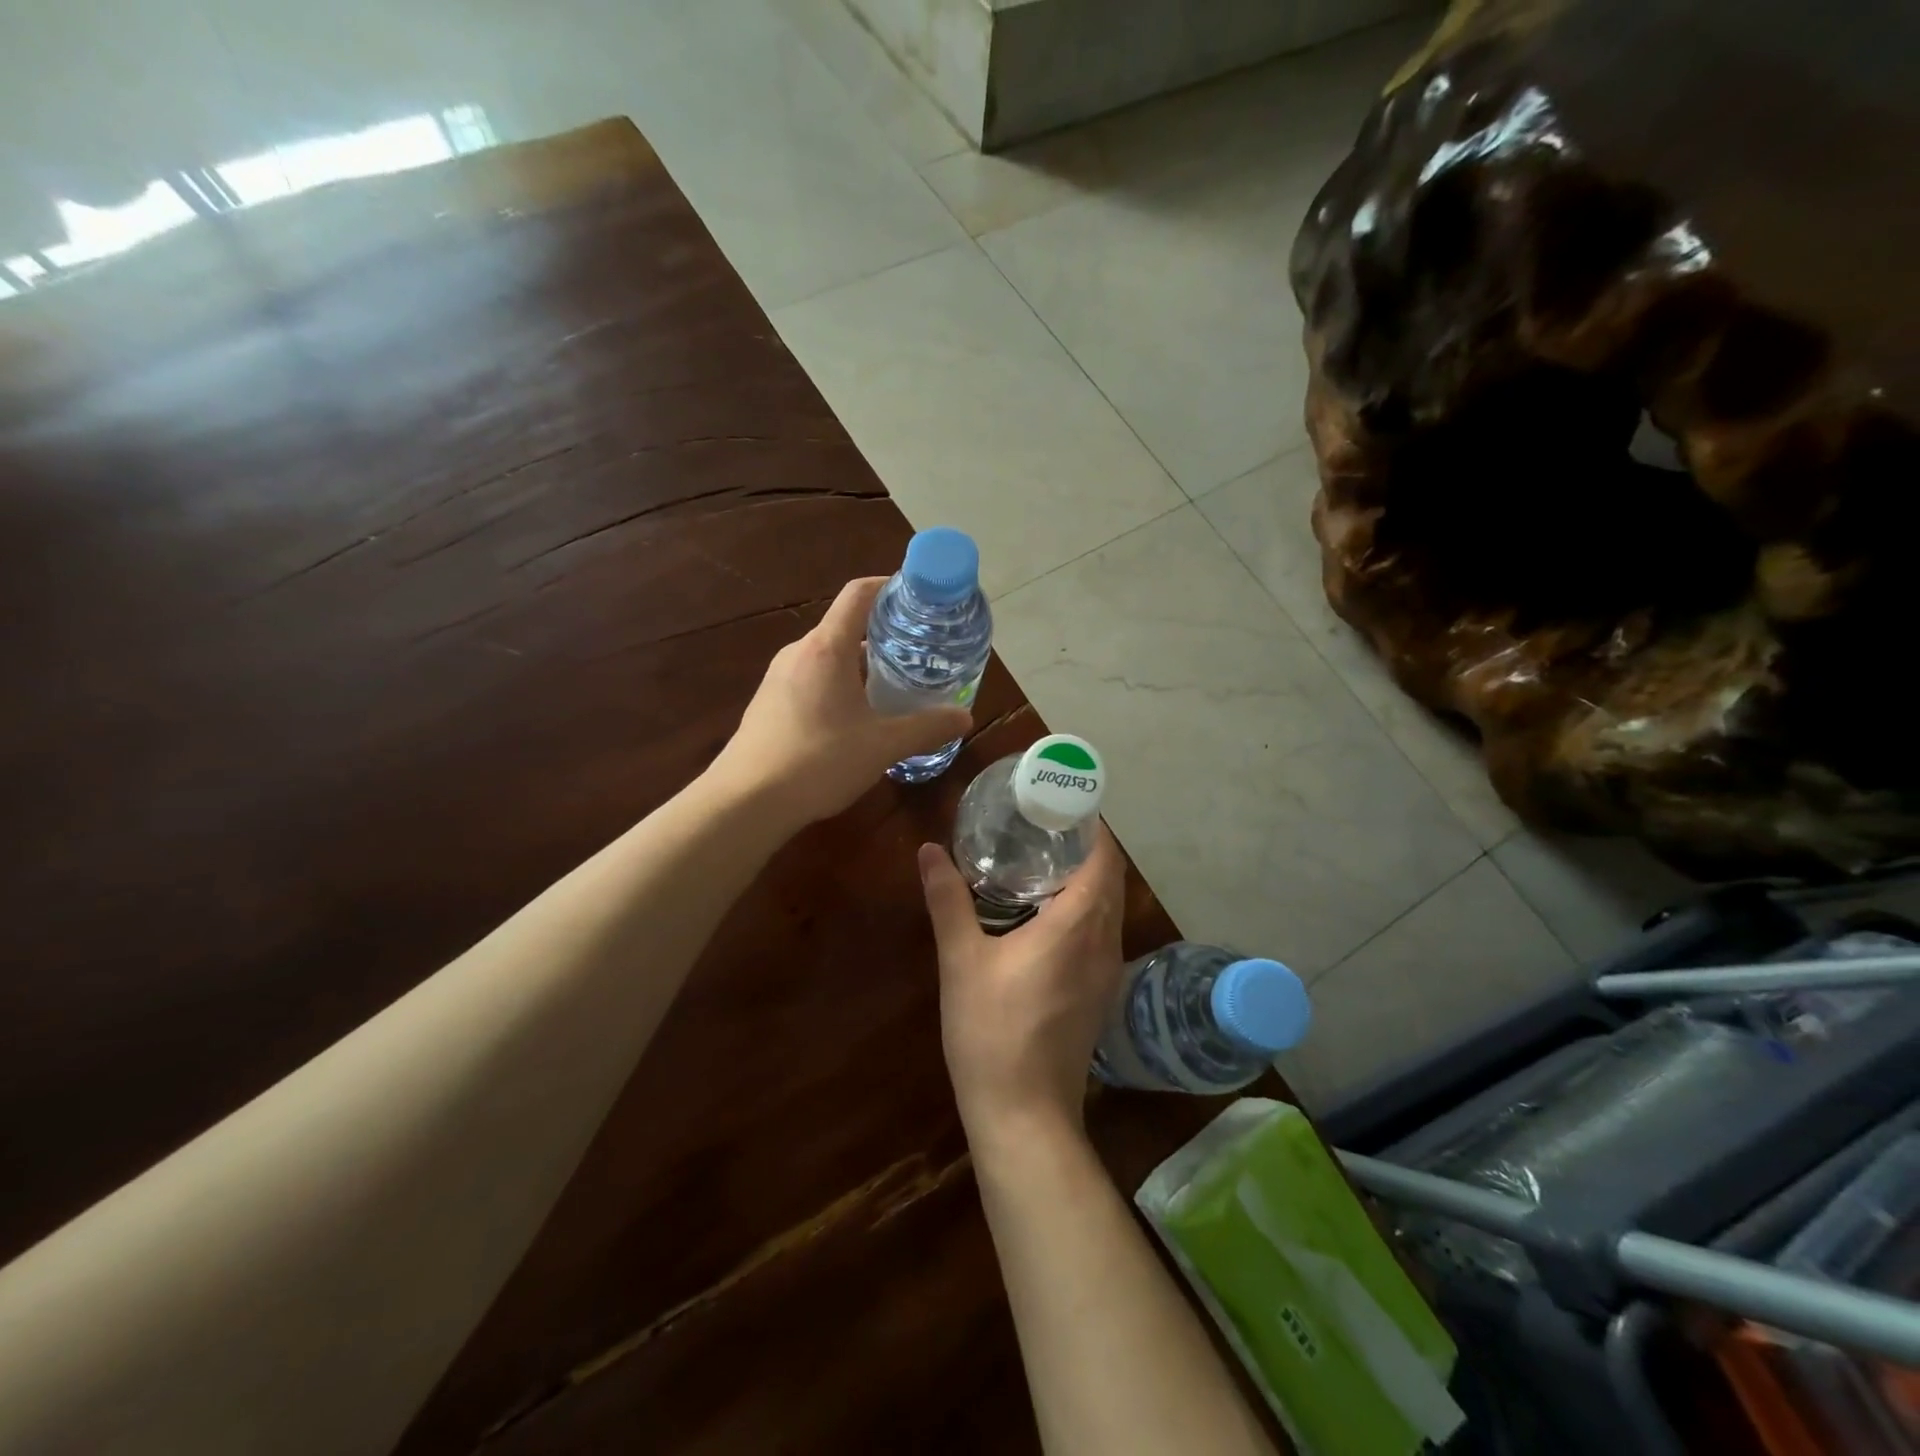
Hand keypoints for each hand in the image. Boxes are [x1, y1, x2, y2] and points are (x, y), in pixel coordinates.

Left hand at [710, 577, 971, 829]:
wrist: (746, 801)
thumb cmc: (818, 761)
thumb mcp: (883, 746)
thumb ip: (926, 728)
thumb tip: (964, 718)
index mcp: (826, 648)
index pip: (858, 594)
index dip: (890, 586)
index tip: (918, 597)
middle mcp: (799, 652)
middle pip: (846, 627)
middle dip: (884, 635)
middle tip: (919, 653)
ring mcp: (778, 677)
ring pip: (829, 657)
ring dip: (861, 665)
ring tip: (894, 686)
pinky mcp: (769, 702)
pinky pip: (812, 679)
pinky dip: (839, 685)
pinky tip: (855, 718)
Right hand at [918, 825, 1126, 1144]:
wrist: (1024, 1114)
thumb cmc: (991, 1031)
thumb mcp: (961, 960)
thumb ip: (948, 899)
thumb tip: (928, 850)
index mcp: (1077, 925)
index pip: (1103, 859)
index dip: (1092, 827)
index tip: (1063, 804)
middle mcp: (1104, 942)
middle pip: (1110, 880)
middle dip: (1086, 848)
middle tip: (1044, 826)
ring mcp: (1108, 972)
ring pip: (1110, 909)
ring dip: (1088, 880)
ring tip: (1044, 861)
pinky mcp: (1101, 994)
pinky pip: (1103, 934)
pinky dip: (1087, 909)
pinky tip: (1049, 914)